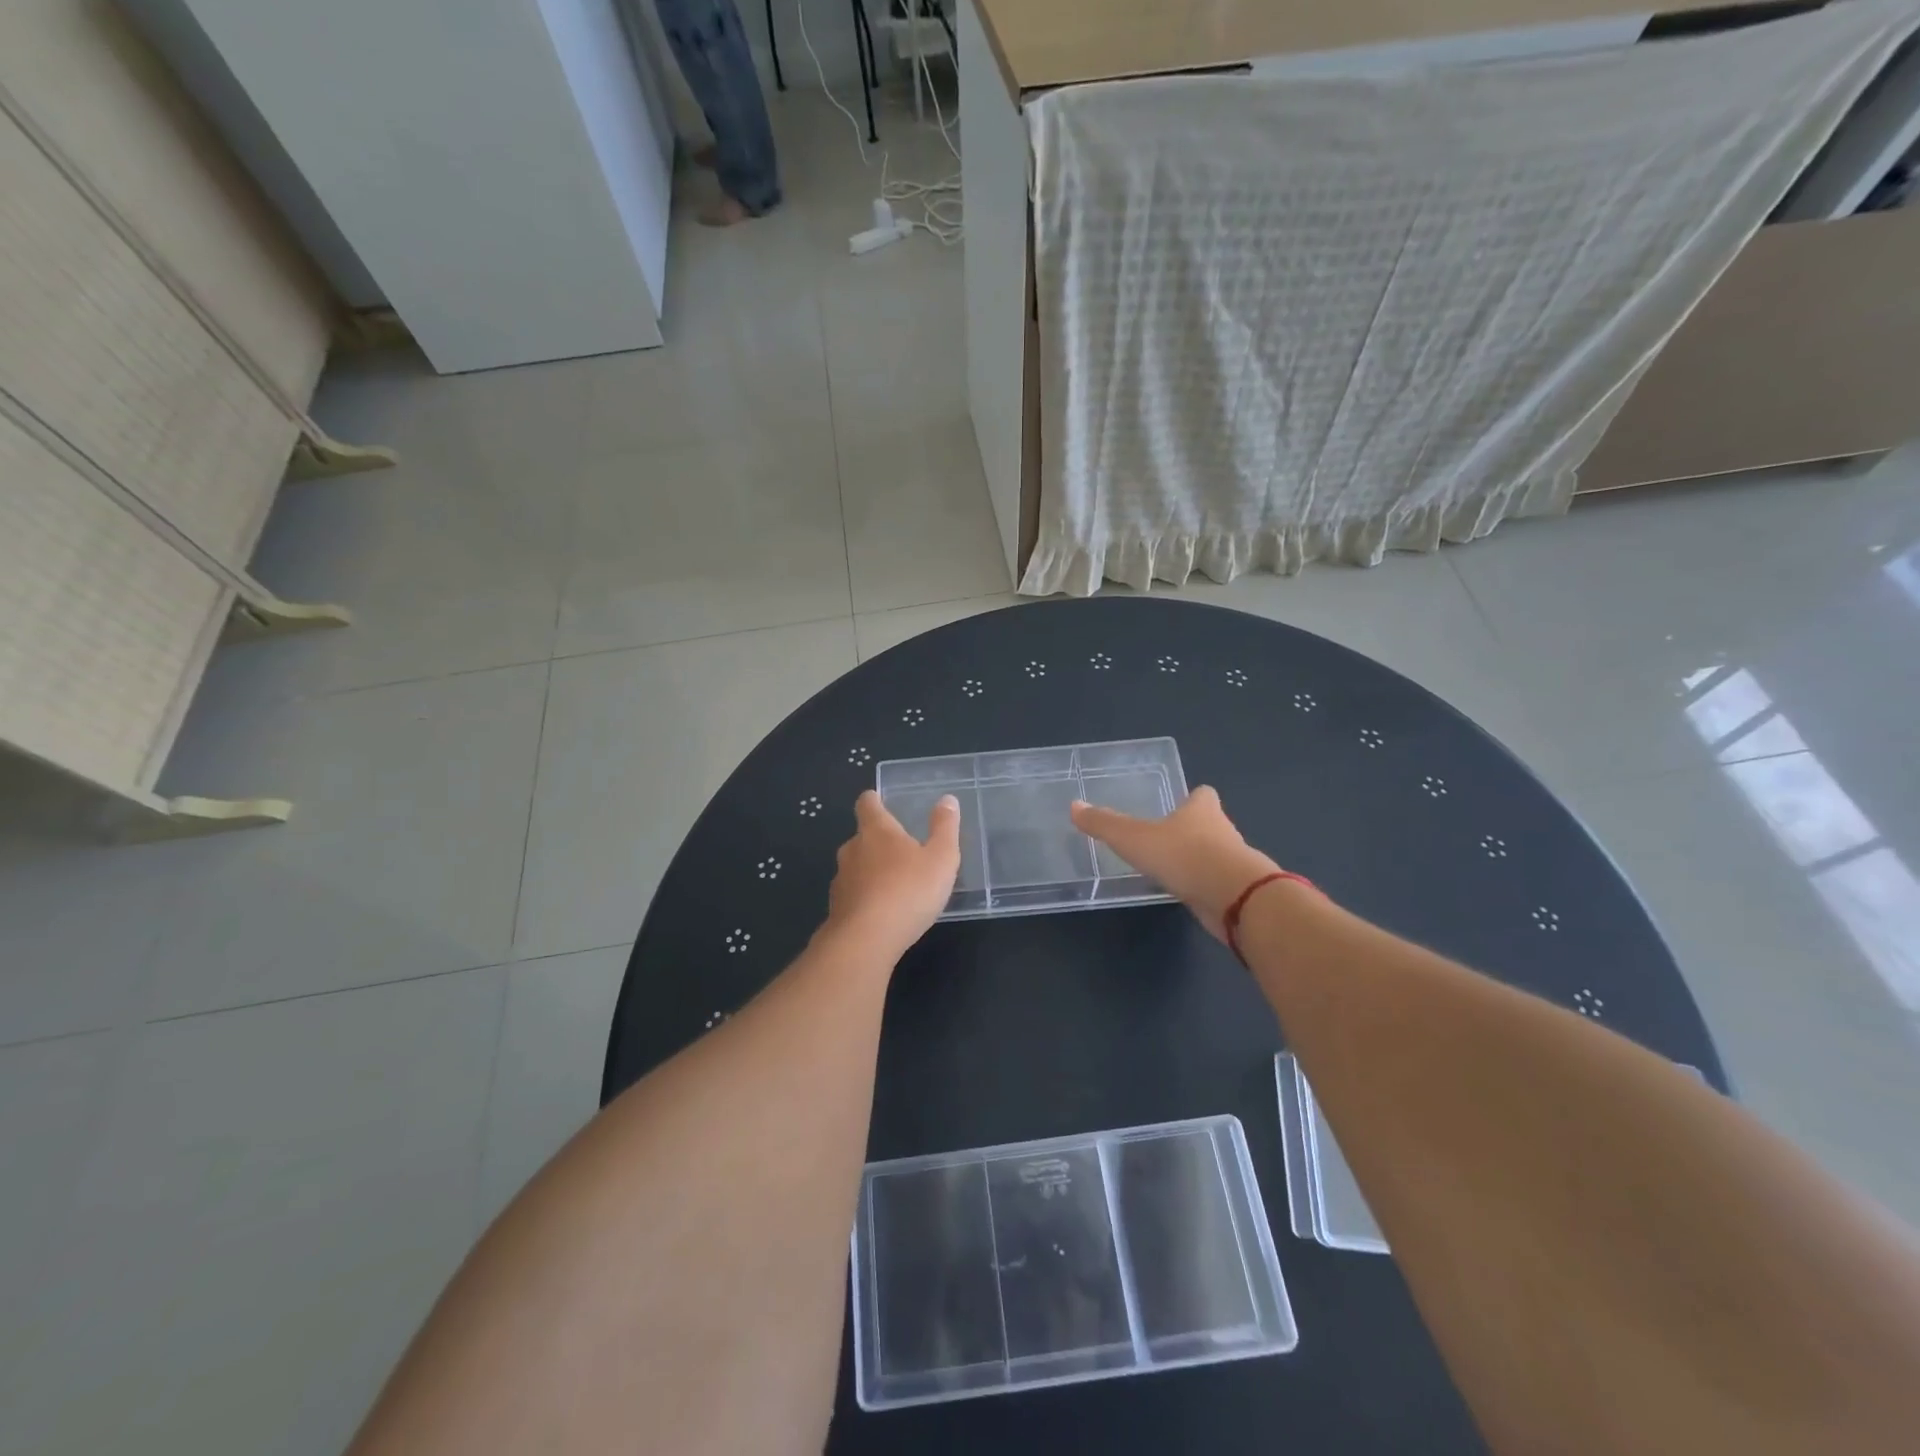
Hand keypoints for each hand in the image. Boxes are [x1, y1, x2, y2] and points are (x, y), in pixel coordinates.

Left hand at [823, 790, 960, 959]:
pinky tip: (882, 912)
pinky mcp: (837, 908)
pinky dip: (865, 897)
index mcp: (877, 830)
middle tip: (901, 850)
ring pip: (856, 867)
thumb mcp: (941, 858)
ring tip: (894, 884)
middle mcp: (853, 849)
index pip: (867, 804)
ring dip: (872, 871)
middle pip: (862, 836)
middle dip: (878, 840)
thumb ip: (945, 828)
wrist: (866, 940)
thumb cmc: (908, 891)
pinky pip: (853, 894)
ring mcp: (841, 879)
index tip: (880, 800)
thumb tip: (947, 799)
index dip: (873, 800)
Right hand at [1071, 785, 1283, 940]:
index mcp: (1202, 810)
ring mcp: (1233, 862)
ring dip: (1198, 860)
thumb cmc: (1184, 856)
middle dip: (1192, 829)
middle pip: (1210, 823)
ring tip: (1172, 868)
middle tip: (1167, 837)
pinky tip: (1186, 894)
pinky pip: (1216, 883)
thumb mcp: (1135, 839)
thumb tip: (1074, 806)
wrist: (1235, 898)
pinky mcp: (1237, 891)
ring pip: (1215, 855)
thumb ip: (1105, 824)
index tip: (1179, 804)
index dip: (1192, 798)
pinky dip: (1204, 887)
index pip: (1202, 795)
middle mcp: (1222, 830)